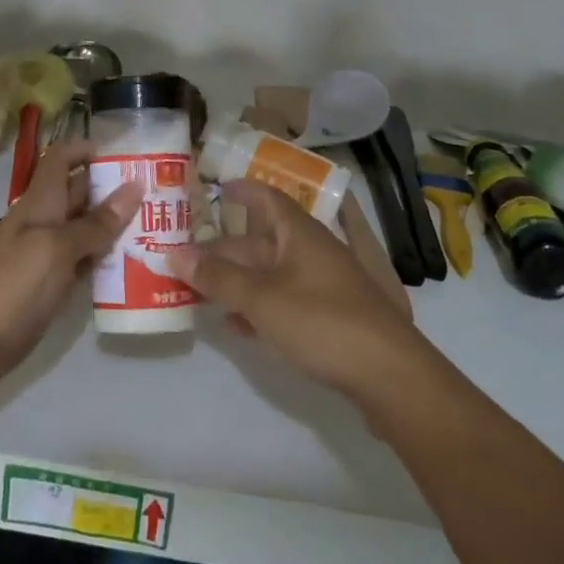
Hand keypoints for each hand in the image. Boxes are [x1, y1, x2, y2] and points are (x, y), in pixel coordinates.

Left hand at [0, 138, 140, 397]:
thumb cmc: (10, 286)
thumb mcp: (56, 250)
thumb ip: (95, 223)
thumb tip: (134, 188)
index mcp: (41, 202)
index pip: (62, 159)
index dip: (88, 149)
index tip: (128, 153)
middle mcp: (44, 222)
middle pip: (80, 193)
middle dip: (114, 188)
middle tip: (161, 192)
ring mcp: (45, 256)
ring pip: (85, 230)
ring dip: (115, 226)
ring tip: (160, 225)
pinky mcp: (48, 287)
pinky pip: (82, 264)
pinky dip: (104, 261)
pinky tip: (135, 265)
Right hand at [168, 180, 425, 405]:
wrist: (389, 374)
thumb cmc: (322, 322)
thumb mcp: (262, 299)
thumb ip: (217, 277)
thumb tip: (174, 252)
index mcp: (300, 233)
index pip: (267, 198)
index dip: (242, 191)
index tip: (217, 188)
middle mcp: (313, 251)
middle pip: (263, 241)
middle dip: (226, 248)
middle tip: (188, 256)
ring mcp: (325, 284)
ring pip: (273, 272)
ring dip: (239, 279)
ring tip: (202, 289)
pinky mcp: (331, 316)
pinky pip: (286, 300)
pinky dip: (260, 306)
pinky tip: (237, 324)